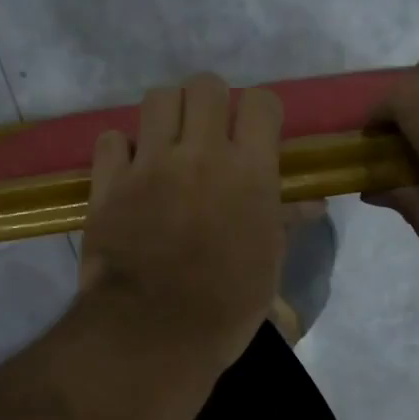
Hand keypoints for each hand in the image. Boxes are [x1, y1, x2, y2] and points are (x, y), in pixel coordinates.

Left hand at [81, 73, 285, 371]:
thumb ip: (283, 220)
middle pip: (205, 86)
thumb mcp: (267, 264)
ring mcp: (149, 165)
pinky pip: (111, 139)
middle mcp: (199, 154)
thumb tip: (310, 203)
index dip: (258, 114)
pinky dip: (121, 150)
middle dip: (210, 104)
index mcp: (249, 171)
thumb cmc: (225, 306)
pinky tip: (129, 172)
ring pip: (157, 98)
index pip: (261, 102)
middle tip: (207, 136)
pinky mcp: (108, 183)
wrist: (154, 333)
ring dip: (166, 116)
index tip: (253, 136)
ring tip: (167, 146)